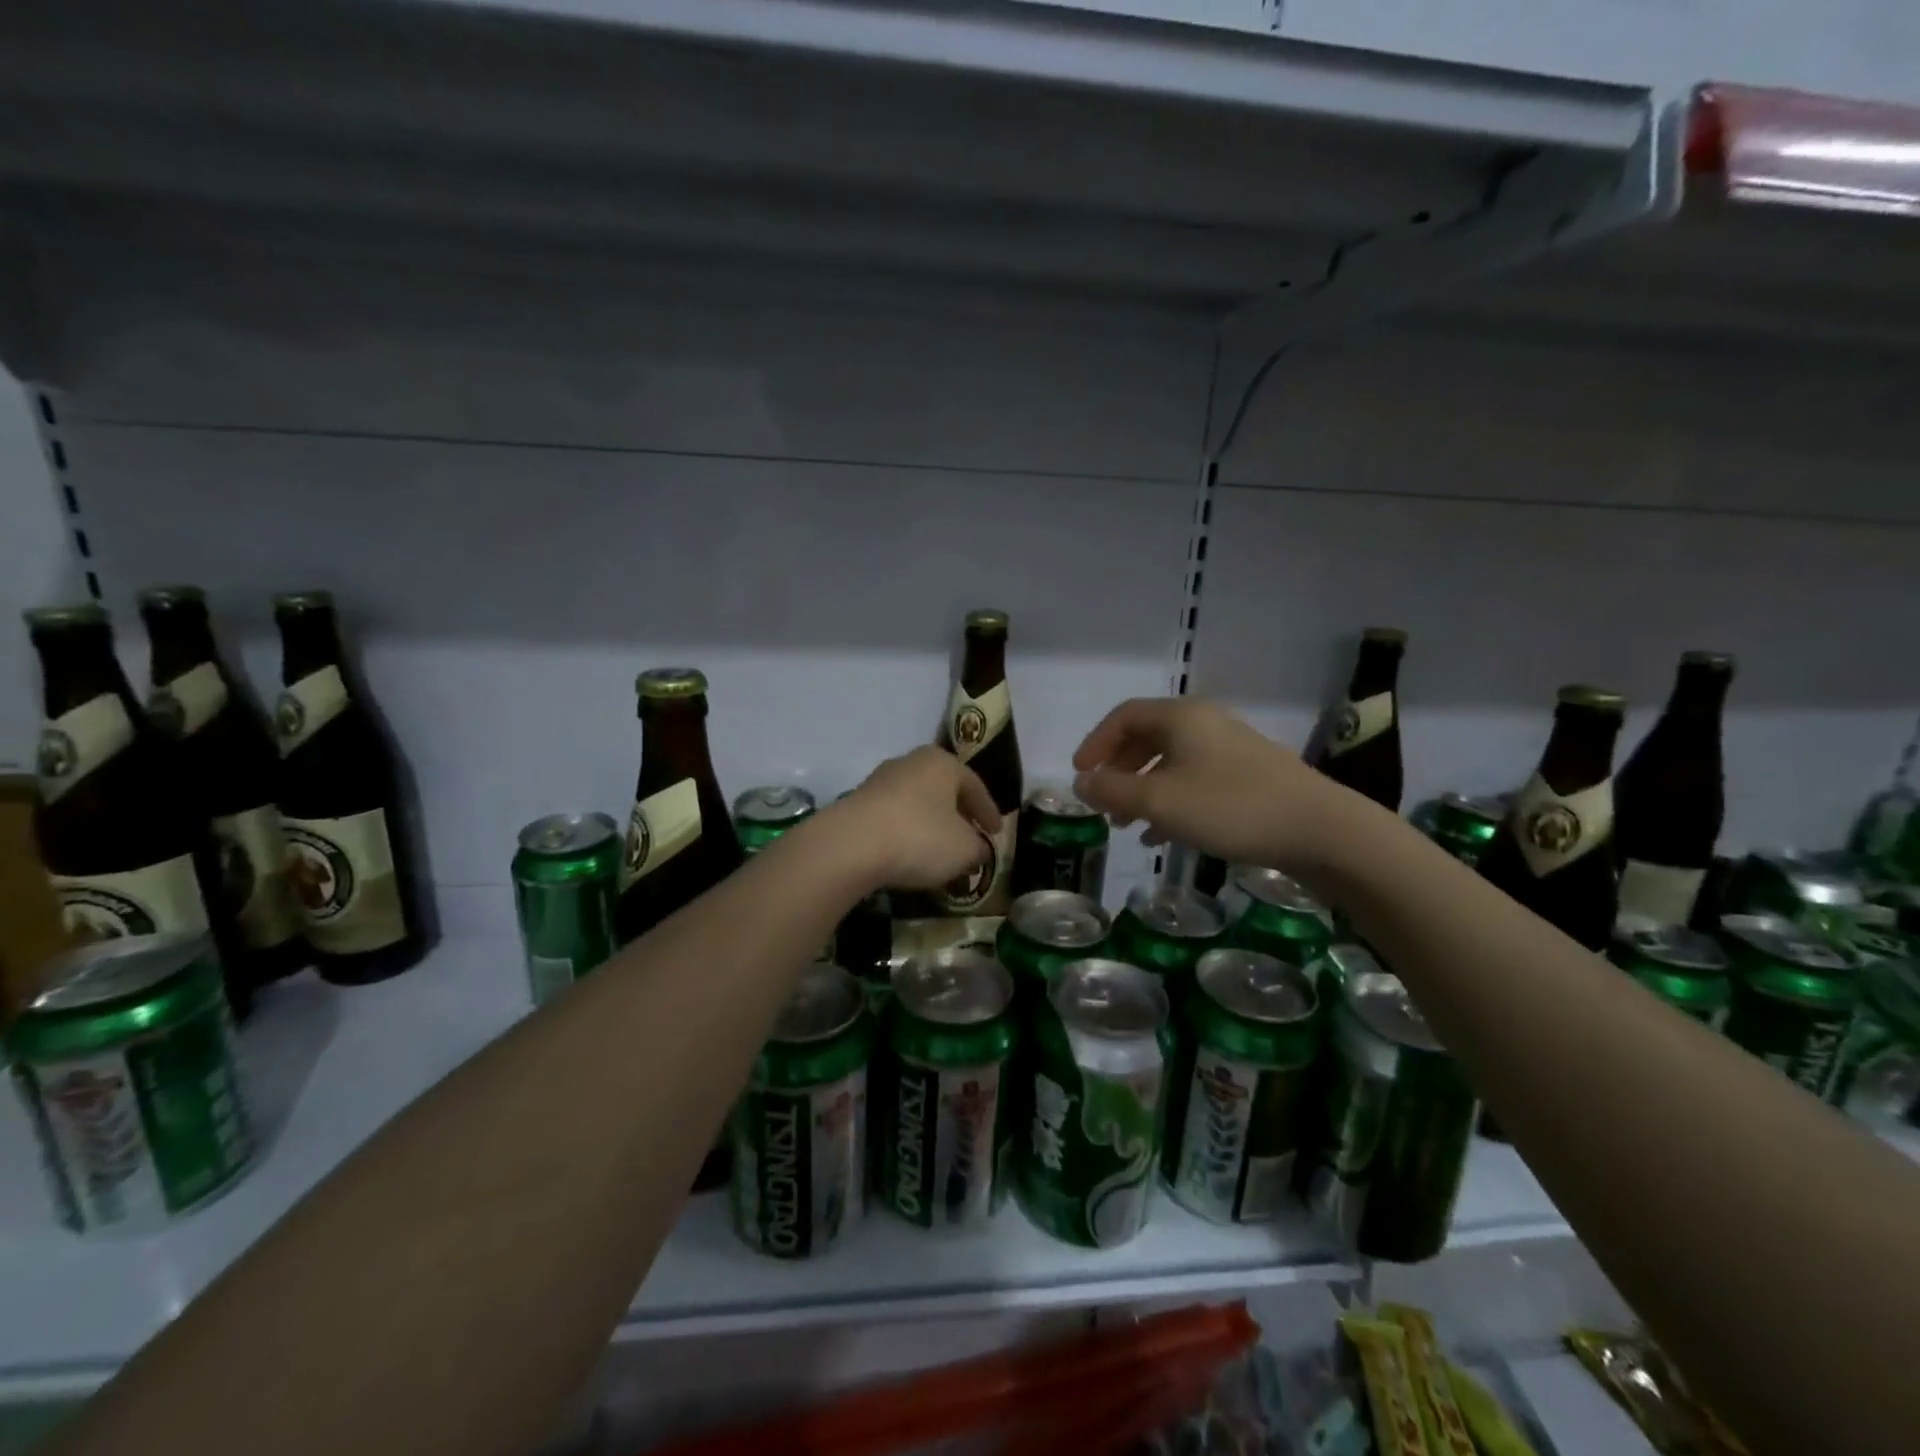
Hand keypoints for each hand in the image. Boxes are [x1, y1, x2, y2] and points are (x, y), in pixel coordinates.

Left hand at [831, 746, 1002, 891]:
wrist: (851, 845)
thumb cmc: (920, 838)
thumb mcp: (965, 850)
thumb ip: (979, 848)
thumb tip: (978, 849)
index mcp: (943, 763)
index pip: (976, 786)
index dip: (989, 812)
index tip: (997, 832)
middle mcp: (911, 762)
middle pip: (944, 789)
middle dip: (958, 814)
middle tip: (970, 836)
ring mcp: (880, 780)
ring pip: (917, 802)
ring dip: (930, 823)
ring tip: (939, 849)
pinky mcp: (857, 802)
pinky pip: (893, 817)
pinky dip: (906, 832)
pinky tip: (908, 853)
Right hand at [1072, 698, 1346, 873]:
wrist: (1319, 830)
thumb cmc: (1229, 807)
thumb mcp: (1160, 801)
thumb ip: (1113, 790)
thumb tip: (1081, 782)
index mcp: (1181, 718)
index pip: (1124, 716)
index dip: (1095, 743)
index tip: (1080, 775)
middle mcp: (1204, 724)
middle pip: (1146, 738)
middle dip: (1118, 770)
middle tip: (1103, 803)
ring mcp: (1229, 750)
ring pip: (1170, 763)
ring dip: (1142, 790)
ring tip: (1127, 824)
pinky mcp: (1248, 777)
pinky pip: (1194, 781)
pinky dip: (1170, 802)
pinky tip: (1161, 836)